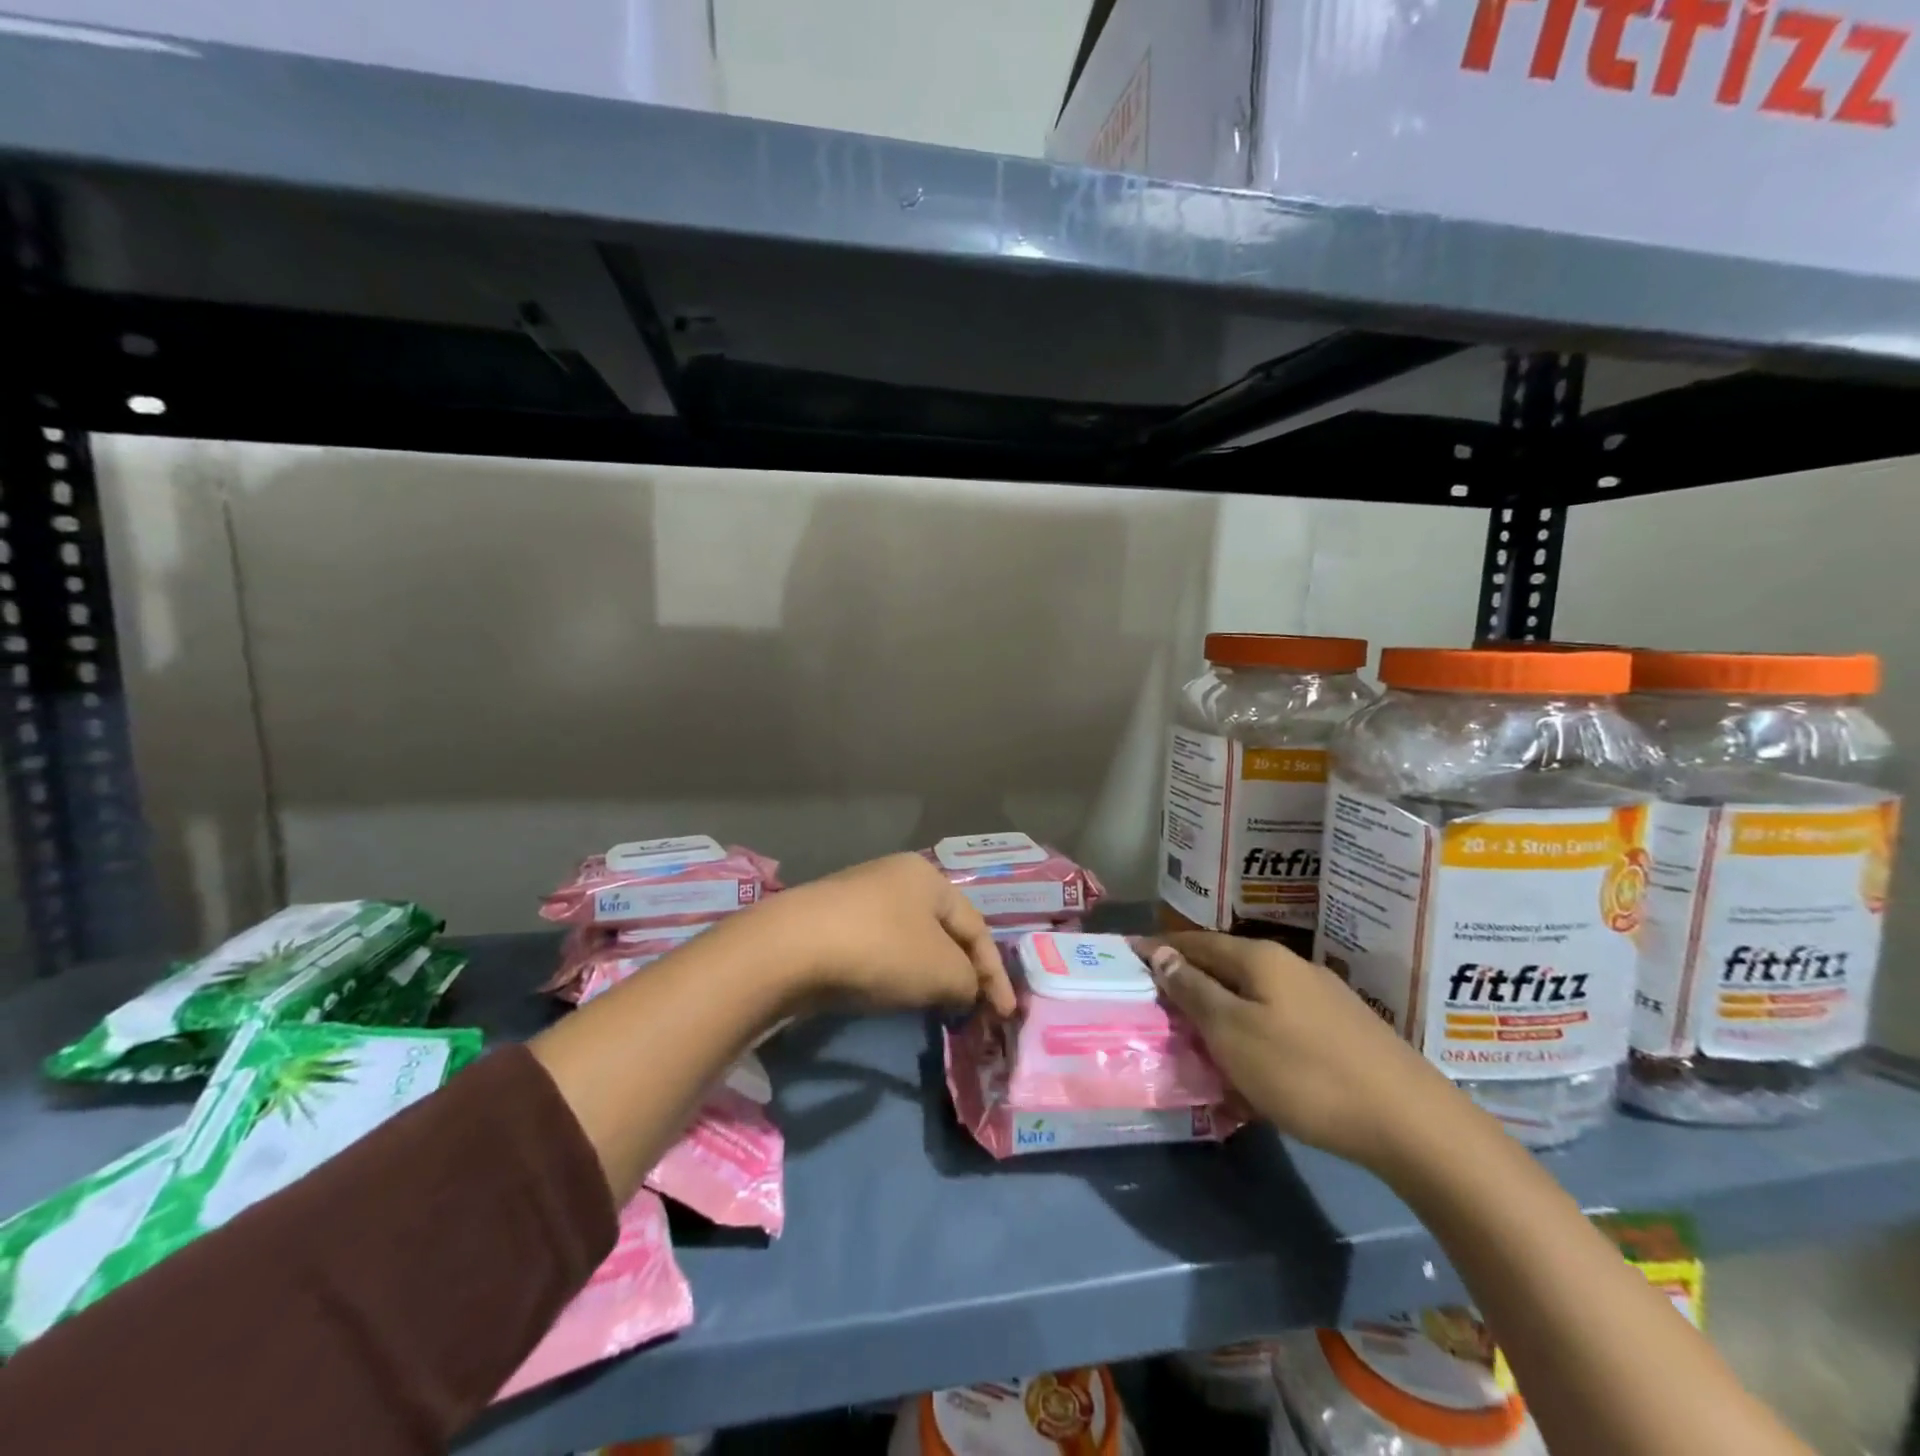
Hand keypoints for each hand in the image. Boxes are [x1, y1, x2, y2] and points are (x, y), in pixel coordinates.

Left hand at [754, 853, 1015, 1016]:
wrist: (790, 949)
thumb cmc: (881, 949)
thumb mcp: (941, 970)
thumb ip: (968, 981)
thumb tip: (965, 989)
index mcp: (928, 877)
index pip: (976, 926)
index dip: (995, 972)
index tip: (1006, 1014)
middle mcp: (895, 878)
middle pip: (943, 931)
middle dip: (962, 972)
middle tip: (972, 1009)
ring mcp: (859, 899)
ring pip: (910, 942)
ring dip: (929, 975)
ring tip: (937, 1007)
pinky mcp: (831, 925)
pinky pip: (879, 950)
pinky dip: (895, 974)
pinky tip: (893, 996)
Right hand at [1139, 932, 1453, 1170]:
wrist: (1411, 1122)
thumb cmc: (1305, 1073)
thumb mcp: (1233, 1033)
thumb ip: (1194, 991)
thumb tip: (1162, 954)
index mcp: (1259, 958)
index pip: (1194, 942)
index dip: (1159, 948)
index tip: (1128, 956)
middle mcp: (1290, 965)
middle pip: (1224, 965)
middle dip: (1189, 979)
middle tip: (1157, 1001)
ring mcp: (1320, 995)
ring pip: (1252, 994)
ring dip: (1220, 1008)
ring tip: (1197, 1034)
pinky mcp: (1341, 1027)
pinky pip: (1278, 1018)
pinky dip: (1251, 1030)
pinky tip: (1251, 1061)